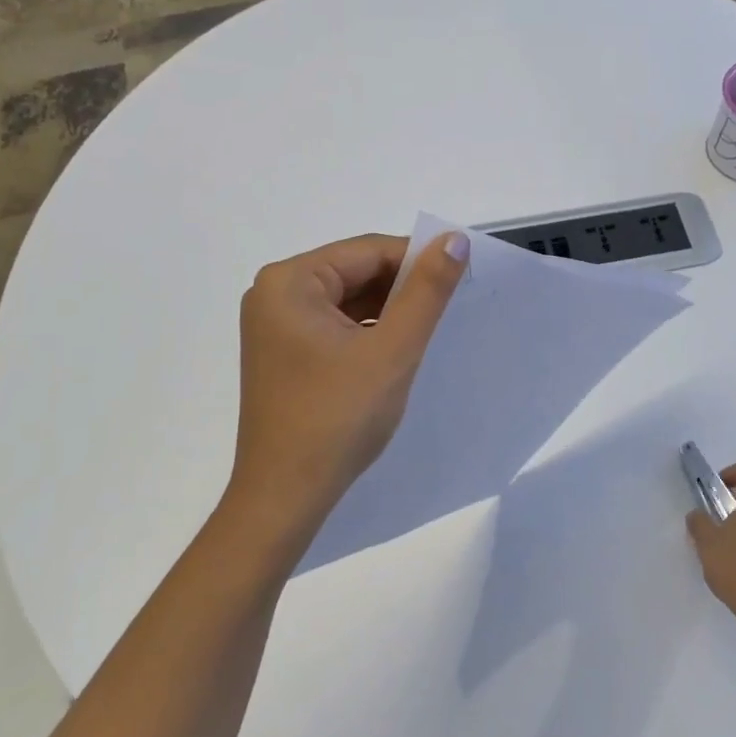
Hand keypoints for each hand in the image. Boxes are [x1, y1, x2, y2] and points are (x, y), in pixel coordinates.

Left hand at [224, 231, 467, 551]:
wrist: (285, 498)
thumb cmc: (337, 418)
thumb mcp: (393, 349)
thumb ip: (427, 290)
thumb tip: (455, 239)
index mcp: (289, 281)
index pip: (369, 251)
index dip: (418, 261)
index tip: (460, 279)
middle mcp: (275, 293)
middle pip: (357, 272)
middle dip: (403, 289)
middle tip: (446, 310)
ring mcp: (276, 325)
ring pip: (349, 299)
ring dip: (389, 311)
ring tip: (425, 332)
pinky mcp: (285, 352)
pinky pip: (336, 324)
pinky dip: (369, 331)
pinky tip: (395, 350)